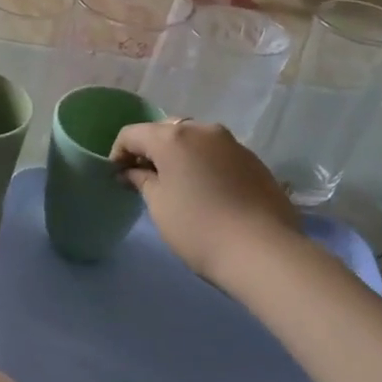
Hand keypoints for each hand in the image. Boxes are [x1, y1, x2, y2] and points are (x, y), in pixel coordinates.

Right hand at [110, 119, 301, 291]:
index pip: (132, 134)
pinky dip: (203, 164)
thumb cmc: (197, 227)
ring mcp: (232, 143)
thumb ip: (141, 180)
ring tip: (177, 186)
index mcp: (173, 137)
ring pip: (194, 140)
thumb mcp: (158, 205)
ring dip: (179, 156)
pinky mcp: (254, 160)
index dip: (118, 153)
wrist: (264, 252)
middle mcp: (203, 130)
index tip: (117, 178)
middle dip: (150, 151)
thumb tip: (131, 172)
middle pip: (165, 131)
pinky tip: (206, 192)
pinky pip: (217, 154)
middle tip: (144, 180)